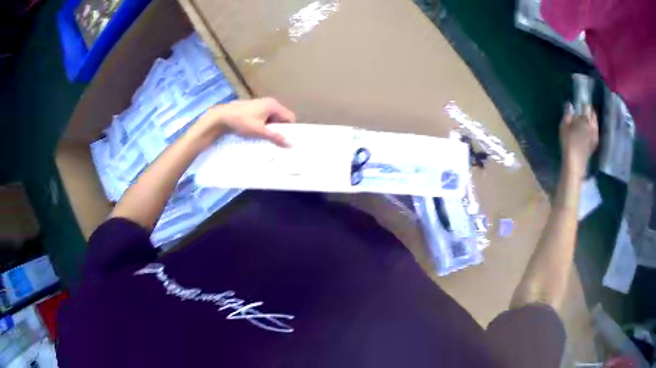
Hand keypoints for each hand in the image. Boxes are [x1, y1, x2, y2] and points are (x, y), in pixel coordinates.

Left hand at [193, 97, 295, 147]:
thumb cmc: (242, 122)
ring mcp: (261, 104)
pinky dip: (264, 124)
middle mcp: (269, 102)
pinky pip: (265, 116)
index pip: (290, 117)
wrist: (221, 117)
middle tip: (276, 140)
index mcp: (273, 105)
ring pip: (272, 117)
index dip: (289, 128)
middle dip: (280, 128)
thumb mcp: (259, 131)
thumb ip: (275, 137)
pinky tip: (257, 131)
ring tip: (266, 137)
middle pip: (281, 117)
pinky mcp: (253, 107)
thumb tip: (290, 144)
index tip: (285, 139)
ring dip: (271, 127)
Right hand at [560, 103, 597, 173]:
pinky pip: (595, 131)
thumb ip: (568, 114)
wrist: (575, 163)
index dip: (583, 104)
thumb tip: (570, 105)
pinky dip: (593, 129)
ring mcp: (595, 135)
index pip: (587, 106)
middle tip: (583, 113)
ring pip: (595, 123)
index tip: (580, 105)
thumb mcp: (564, 126)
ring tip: (585, 122)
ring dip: (591, 121)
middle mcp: (593, 125)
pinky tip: (588, 132)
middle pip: (593, 114)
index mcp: (585, 119)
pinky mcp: (595, 143)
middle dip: (589, 112)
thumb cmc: (568, 143)